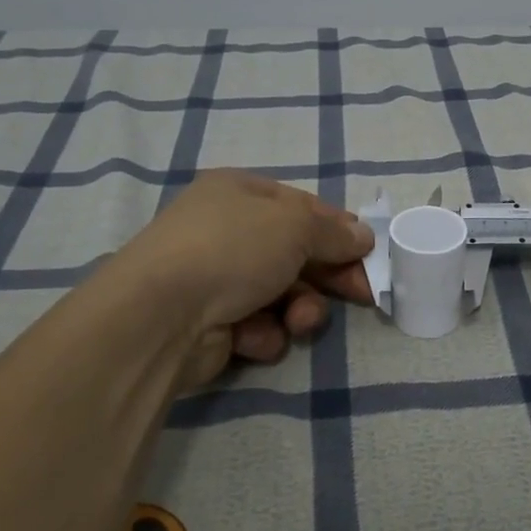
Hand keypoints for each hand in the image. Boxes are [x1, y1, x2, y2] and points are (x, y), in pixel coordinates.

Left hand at [111, 170, 375, 386]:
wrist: (161, 315)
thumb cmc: (232, 249)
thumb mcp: (294, 226)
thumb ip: (333, 232)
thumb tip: (363, 236)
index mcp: (239, 193)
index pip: (301, 206)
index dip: (338, 229)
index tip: (369, 253)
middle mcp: (226, 231)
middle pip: (295, 252)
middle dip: (328, 276)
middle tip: (362, 295)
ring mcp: (216, 278)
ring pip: (282, 294)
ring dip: (299, 309)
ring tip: (297, 321)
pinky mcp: (212, 323)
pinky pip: (257, 325)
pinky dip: (263, 333)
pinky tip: (253, 337)